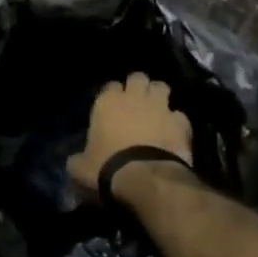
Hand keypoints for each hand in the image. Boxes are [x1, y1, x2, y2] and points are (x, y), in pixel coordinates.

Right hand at [67, 73, 192, 189]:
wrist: (146, 179)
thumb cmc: (106, 168)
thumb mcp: (80, 168)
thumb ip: (78, 159)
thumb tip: (76, 161)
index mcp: (107, 102)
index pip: (109, 86)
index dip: (112, 96)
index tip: (111, 107)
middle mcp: (134, 97)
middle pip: (138, 77)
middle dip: (138, 87)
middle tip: (136, 102)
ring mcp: (160, 107)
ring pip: (162, 87)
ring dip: (159, 96)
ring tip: (157, 110)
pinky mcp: (181, 123)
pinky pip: (179, 115)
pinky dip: (176, 122)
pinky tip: (174, 133)